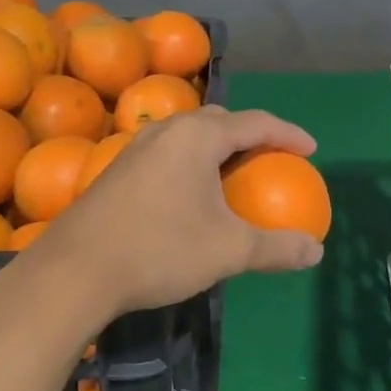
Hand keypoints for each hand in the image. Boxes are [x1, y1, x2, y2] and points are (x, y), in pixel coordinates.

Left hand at [43, 107, 323, 319]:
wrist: (75, 270)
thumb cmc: (160, 250)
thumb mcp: (228, 250)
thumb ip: (276, 247)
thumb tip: (316, 251)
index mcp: (197, 136)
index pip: (255, 122)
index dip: (288, 134)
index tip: (310, 150)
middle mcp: (165, 131)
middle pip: (218, 121)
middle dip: (249, 134)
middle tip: (269, 158)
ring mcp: (134, 148)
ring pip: (187, 136)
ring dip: (215, 148)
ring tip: (231, 174)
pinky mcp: (116, 171)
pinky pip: (166, 154)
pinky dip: (190, 164)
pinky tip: (188, 196)